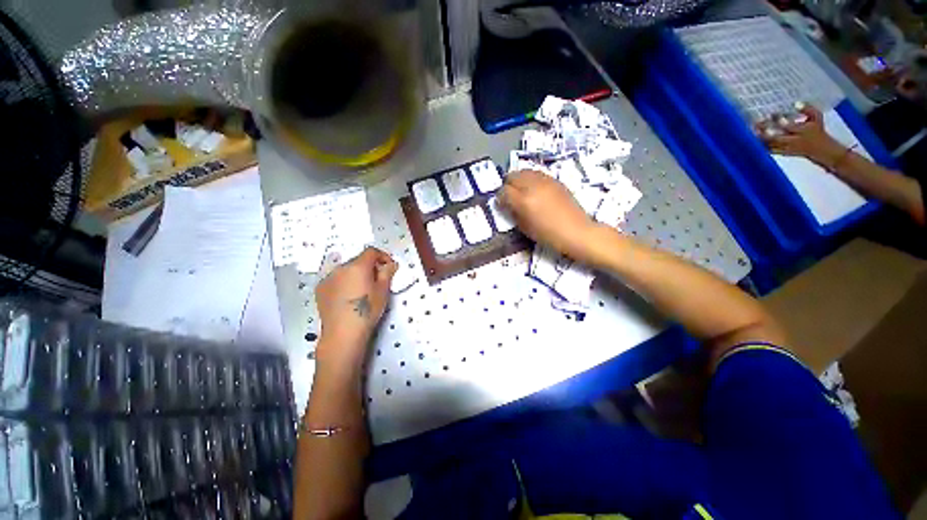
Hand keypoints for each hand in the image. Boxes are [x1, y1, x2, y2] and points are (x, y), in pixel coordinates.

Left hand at [315, 247, 397, 366]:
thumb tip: (391, 264)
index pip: (371, 251)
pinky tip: (348, 297)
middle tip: (377, 281)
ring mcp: (328, 278)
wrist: (343, 332)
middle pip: (358, 260)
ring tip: (362, 291)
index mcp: (358, 266)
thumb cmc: (367, 310)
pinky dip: (344, 282)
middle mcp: (341, 268)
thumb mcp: (383, 290)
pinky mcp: (320, 289)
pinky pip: (336, 279)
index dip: (382, 256)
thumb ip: (387, 273)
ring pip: (346, 270)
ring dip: (356, 274)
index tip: (388, 266)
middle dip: (369, 267)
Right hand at [499, 170, 598, 261]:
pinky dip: (531, 179)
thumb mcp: (524, 227)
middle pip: (512, 176)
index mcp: (523, 200)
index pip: (503, 191)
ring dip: (519, 180)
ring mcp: (545, 180)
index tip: (502, 204)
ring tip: (522, 191)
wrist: (575, 231)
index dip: (500, 198)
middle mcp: (532, 186)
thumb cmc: (548, 235)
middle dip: (508, 185)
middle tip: (510, 196)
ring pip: (524, 171)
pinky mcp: (555, 180)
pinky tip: (534, 189)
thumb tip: (507, 204)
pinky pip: (537, 173)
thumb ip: (513, 213)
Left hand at [755, 104, 844, 168]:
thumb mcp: (817, 117)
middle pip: (776, 137)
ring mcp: (787, 148)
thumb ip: (808, 109)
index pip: (789, 126)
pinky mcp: (781, 153)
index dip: (779, 121)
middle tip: (755, 124)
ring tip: (751, 131)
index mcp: (803, 131)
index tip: (770, 115)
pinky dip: (760, 145)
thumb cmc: (816, 129)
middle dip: (765, 131)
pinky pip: (768, 150)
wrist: (819, 149)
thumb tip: (796, 103)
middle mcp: (794, 141)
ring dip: (759, 138)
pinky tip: (753, 139)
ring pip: (770, 145)